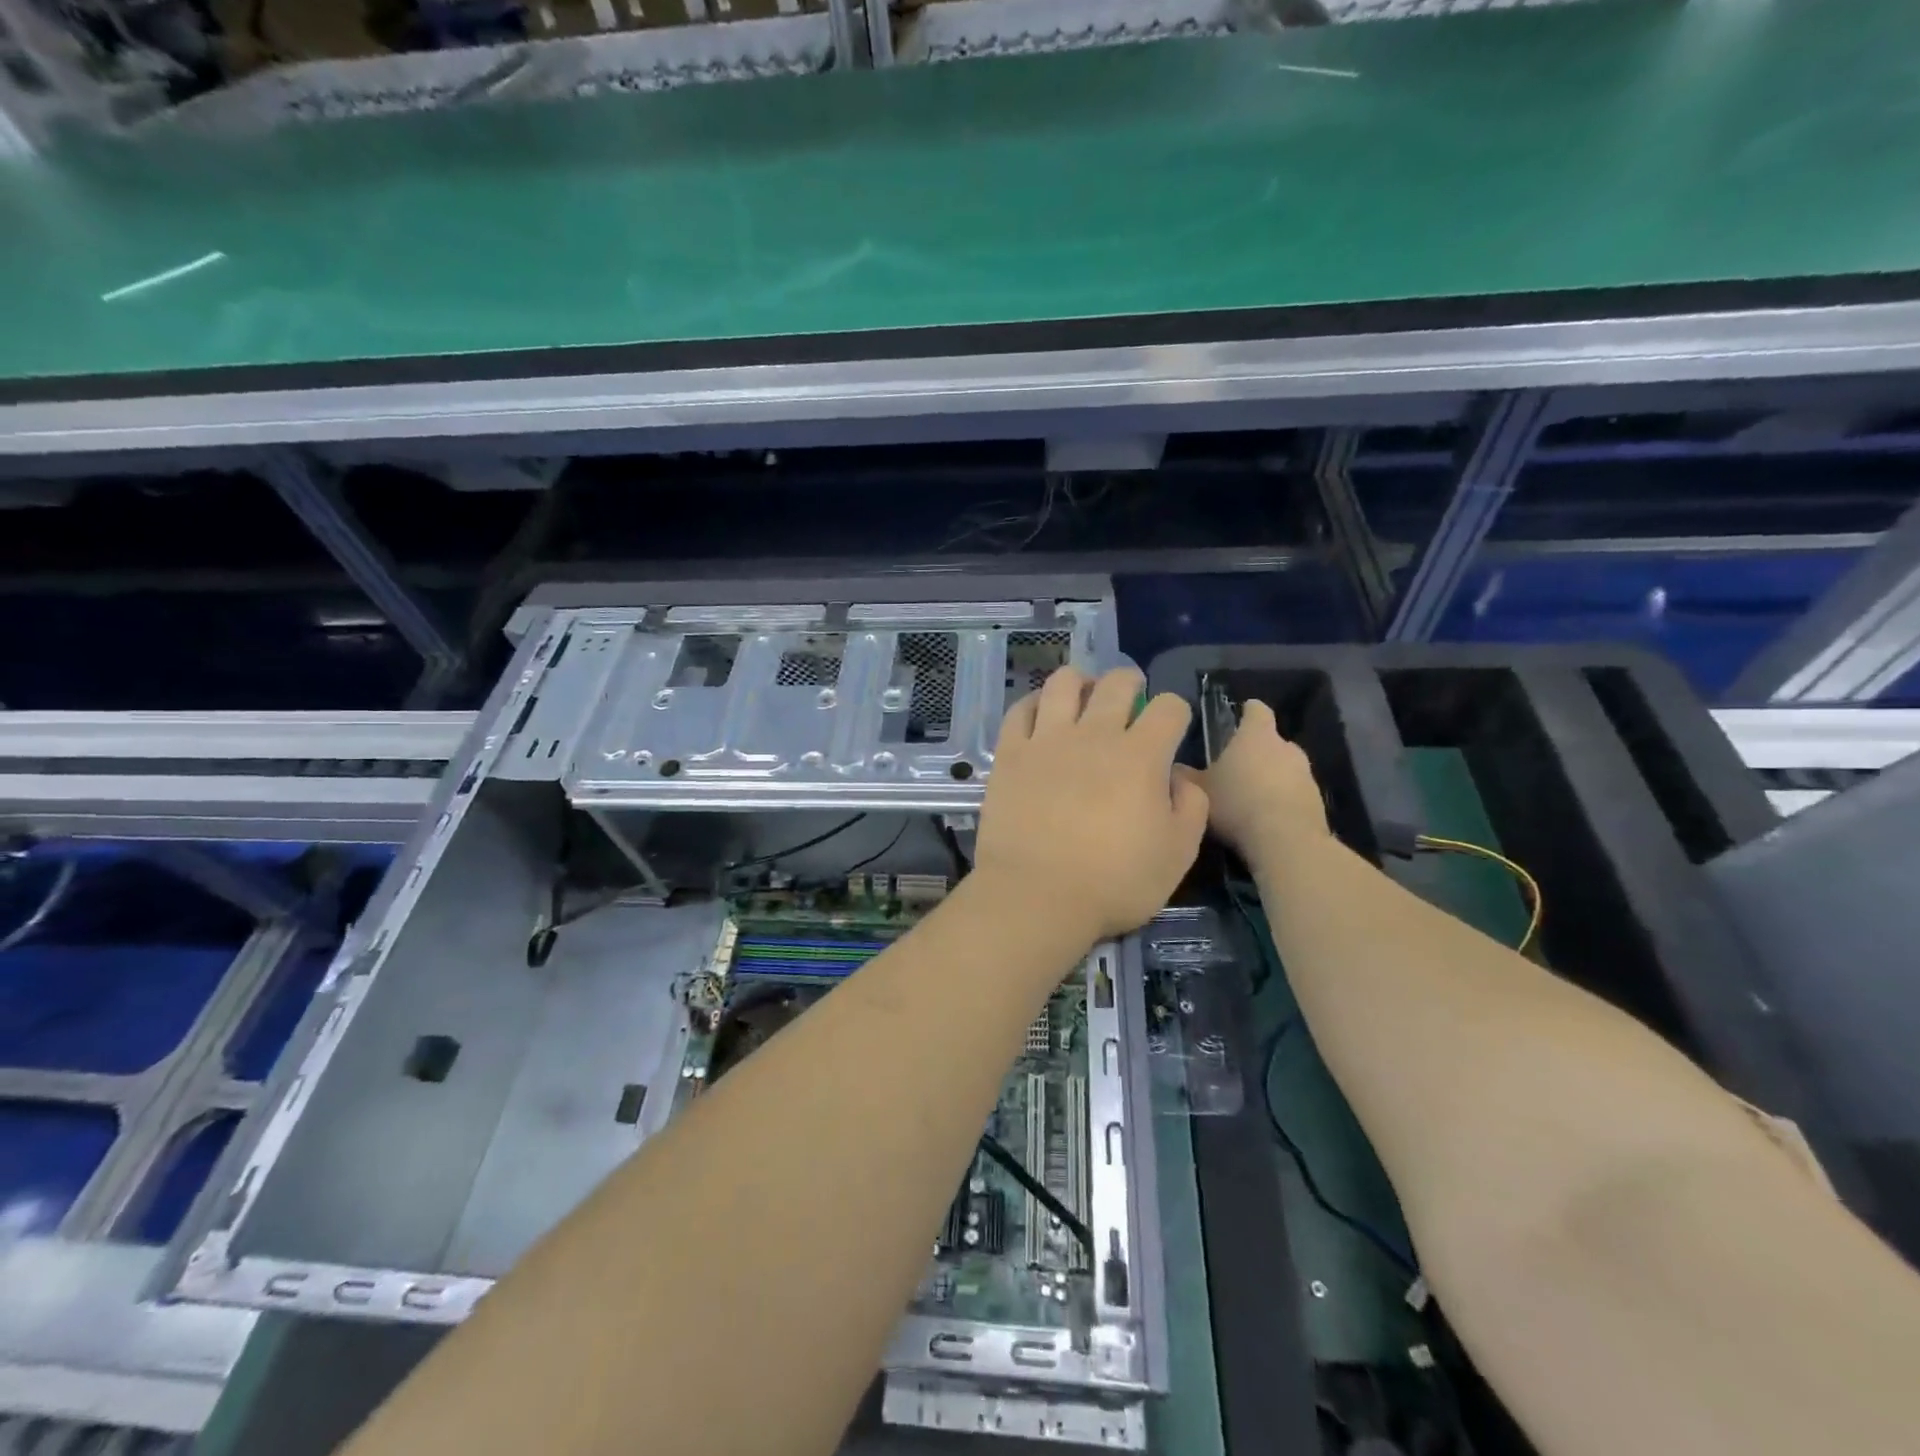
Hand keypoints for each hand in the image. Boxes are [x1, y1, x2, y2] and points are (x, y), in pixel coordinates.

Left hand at [975, 667, 1208, 941]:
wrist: (1037, 896)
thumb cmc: (1114, 882)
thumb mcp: (1177, 855)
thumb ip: (1190, 806)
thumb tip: (1180, 776)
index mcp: (1141, 756)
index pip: (1169, 707)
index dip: (1176, 711)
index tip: (1171, 726)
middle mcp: (1095, 735)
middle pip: (1116, 684)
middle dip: (1130, 682)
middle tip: (1130, 695)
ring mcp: (1047, 740)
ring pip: (1063, 684)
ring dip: (1079, 681)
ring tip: (1083, 693)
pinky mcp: (1010, 753)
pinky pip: (1020, 710)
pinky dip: (1033, 703)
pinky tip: (1039, 712)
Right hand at [1185, 700, 1327, 868]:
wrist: (1286, 840)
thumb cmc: (1237, 802)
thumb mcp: (1198, 790)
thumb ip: (1184, 775)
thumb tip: (1171, 766)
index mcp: (1257, 735)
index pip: (1257, 710)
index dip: (1247, 710)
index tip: (1239, 714)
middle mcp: (1286, 747)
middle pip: (1271, 741)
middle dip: (1255, 750)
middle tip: (1233, 765)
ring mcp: (1306, 774)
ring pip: (1284, 767)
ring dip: (1270, 776)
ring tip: (1248, 796)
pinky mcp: (1317, 800)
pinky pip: (1294, 793)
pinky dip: (1281, 799)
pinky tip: (1264, 818)